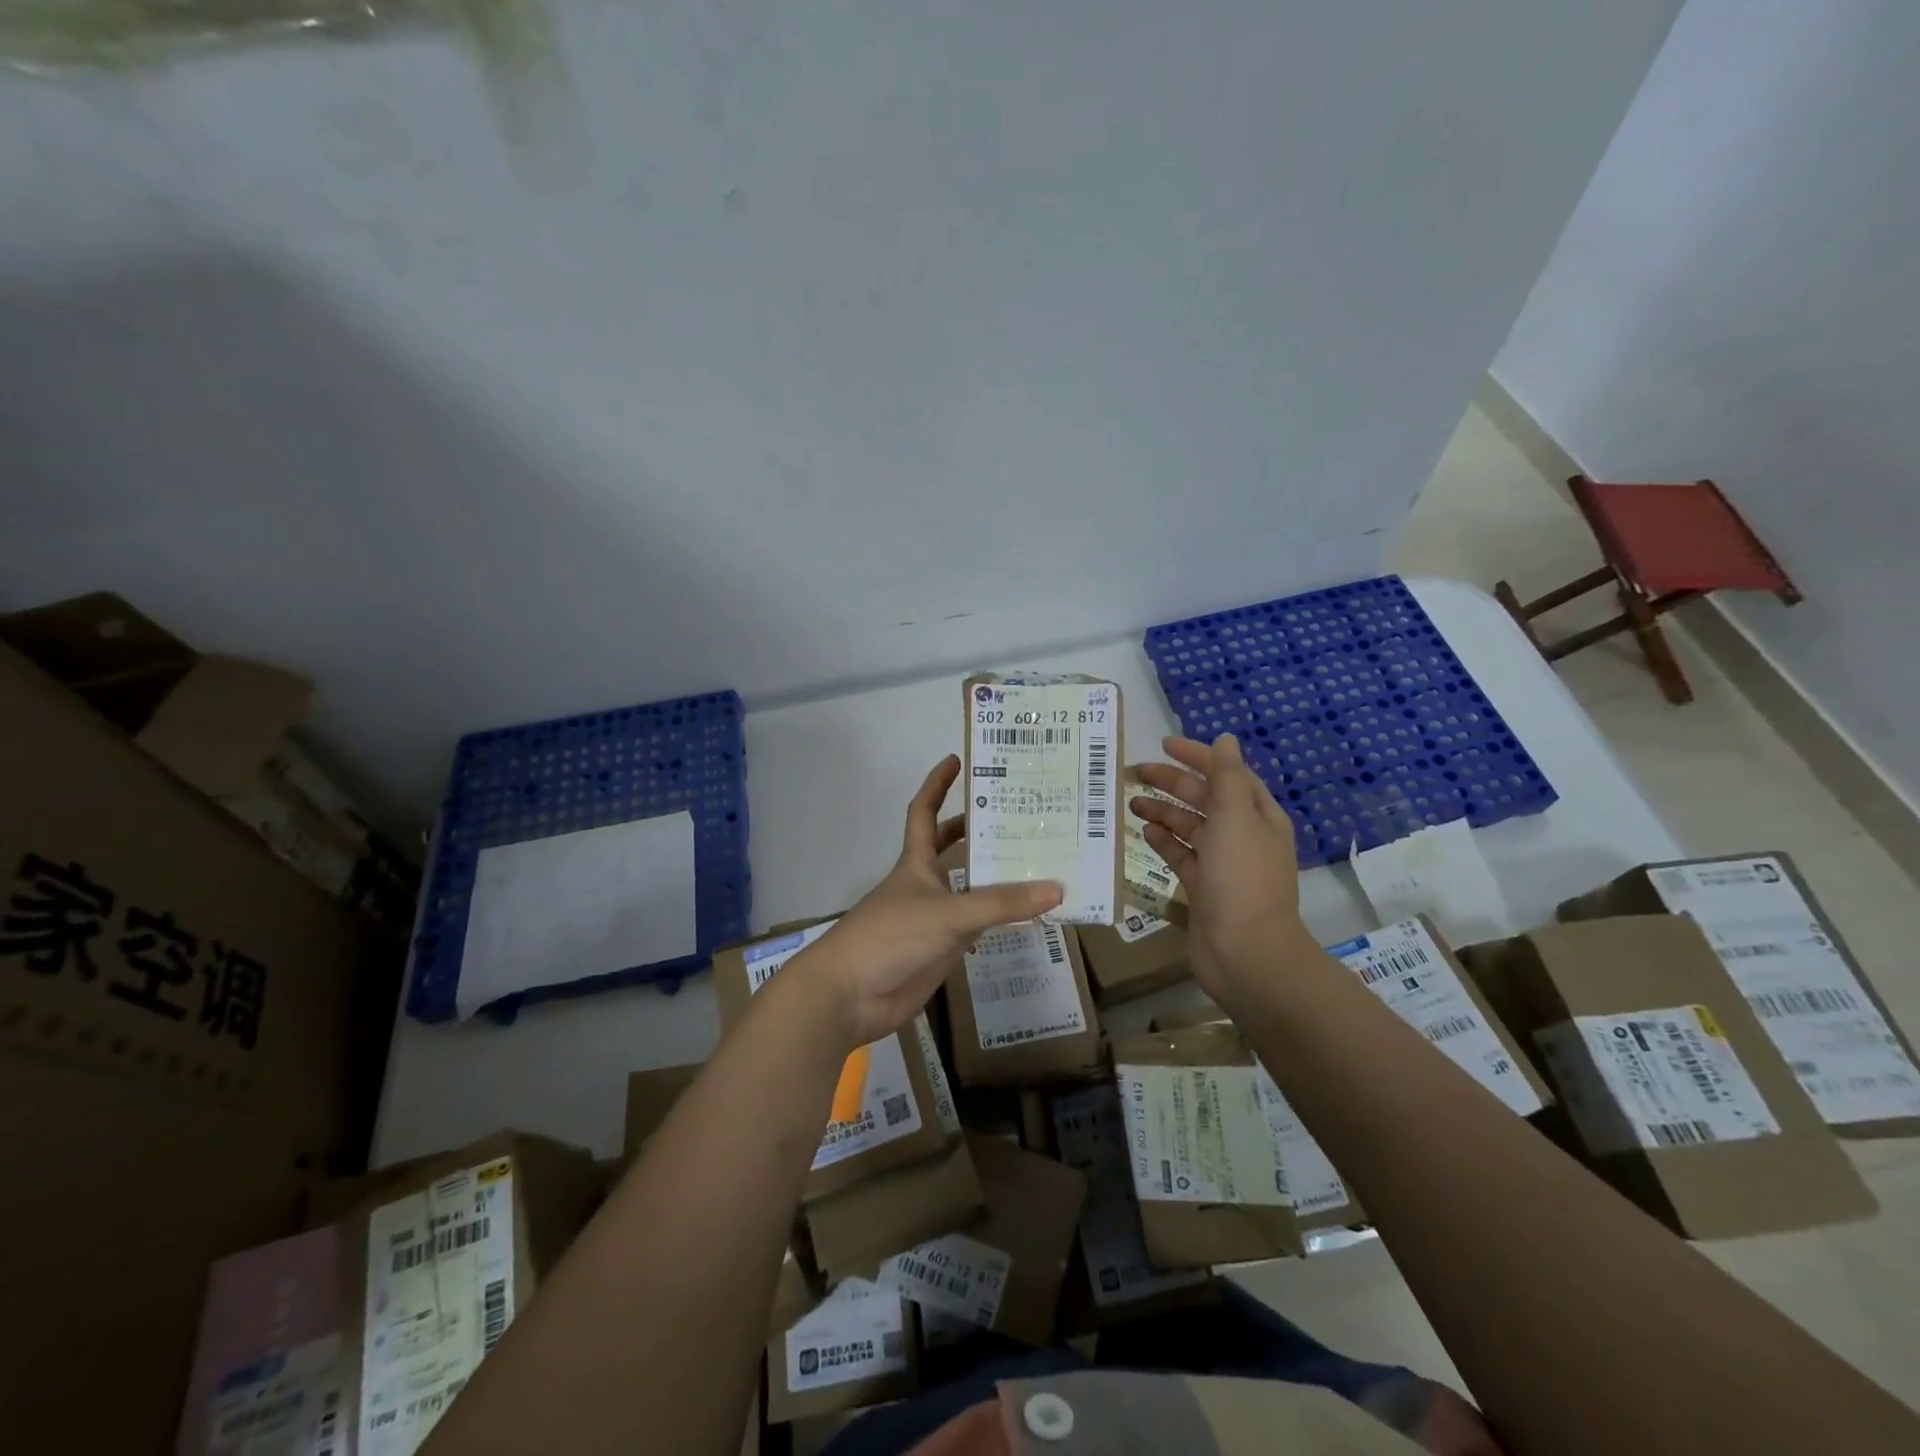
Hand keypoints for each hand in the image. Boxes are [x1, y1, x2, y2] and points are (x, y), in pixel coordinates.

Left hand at [792, 755, 1061, 1050]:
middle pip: (951, 848)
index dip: (938, 784)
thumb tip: (1057, 888)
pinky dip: (999, 920)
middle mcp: (926, 884)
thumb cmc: (890, 937)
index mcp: (916, 862)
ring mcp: (933, 918)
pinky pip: (977, 927)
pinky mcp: (941, 950)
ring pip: (970, 889)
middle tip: (1020, 815)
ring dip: (997, 878)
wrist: (850, 995)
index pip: (925, 812)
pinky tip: (1028, 916)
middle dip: (978, 830)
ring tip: (1039, 862)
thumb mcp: (948, 914)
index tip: (957, 759)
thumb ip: (1001, 904)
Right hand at [1131, 734, 1316, 1008]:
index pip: (1228, 774)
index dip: (1198, 756)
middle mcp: (1242, 835)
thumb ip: (1227, 776)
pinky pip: (1182, 856)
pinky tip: (1145, 833)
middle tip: (1135, 773)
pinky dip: (1165, 842)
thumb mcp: (1235, 817)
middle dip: (1173, 783)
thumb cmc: (1241, 877)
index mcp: (1258, 815)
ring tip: (1132, 804)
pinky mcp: (1203, 888)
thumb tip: (1226, 739)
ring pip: (1190, 827)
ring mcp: (1223, 864)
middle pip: (1205, 799)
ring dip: (1164, 812)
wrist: (1245, 951)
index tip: (1164, 745)